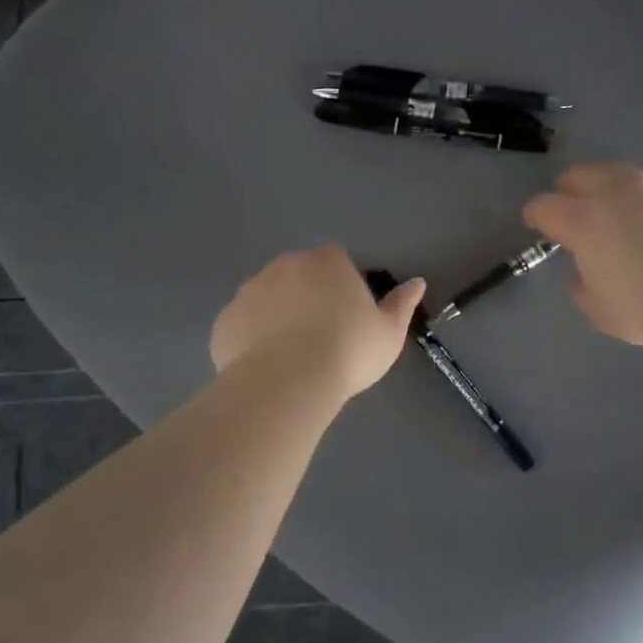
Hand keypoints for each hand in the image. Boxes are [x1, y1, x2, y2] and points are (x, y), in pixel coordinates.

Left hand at [211, 247, 425, 399]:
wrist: (287, 381)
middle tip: (321, 339)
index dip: (343, 289)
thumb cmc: (347, 351)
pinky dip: (252, 340)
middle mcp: (285, 265)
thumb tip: (417, 282)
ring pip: (268, 299)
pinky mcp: (226, 320)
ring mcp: (250, 290)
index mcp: (327, 262)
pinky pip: (243, 325)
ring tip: (291, 358)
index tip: (348, 320)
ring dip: (278, 317)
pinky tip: (265, 368)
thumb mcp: (388, 333)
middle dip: (308, 299)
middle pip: (300, 276)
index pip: (337, 263)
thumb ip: (402, 304)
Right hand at [523, 163, 642, 347]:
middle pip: (581, 174)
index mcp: (583, 221)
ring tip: (614, 200)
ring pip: (622, 172)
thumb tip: (583, 274)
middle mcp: (614, 196)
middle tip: (569, 202)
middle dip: (569, 187)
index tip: (534, 222)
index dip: (535, 214)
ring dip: (611, 184)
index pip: (545, 206)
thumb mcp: (598, 310)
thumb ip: (582, 286)